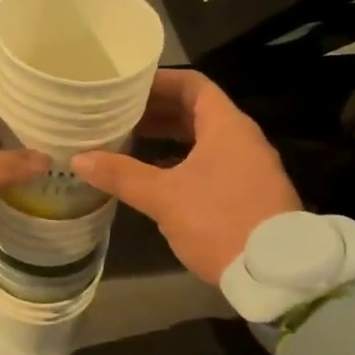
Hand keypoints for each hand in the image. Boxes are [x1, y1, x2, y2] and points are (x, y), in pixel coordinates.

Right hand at [72, 70, 299, 284]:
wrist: (275, 273)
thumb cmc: (219, 221)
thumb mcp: (164, 197)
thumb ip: (121, 175)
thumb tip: (79, 159)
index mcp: (226, 126)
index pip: (192, 84)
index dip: (158, 81)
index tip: (125, 87)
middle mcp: (241, 139)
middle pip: (195, 110)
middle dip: (156, 111)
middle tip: (118, 114)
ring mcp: (247, 166)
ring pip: (202, 139)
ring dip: (167, 137)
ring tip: (128, 141)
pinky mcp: (247, 193)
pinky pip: (209, 163)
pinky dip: (180, 161)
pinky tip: (153, 177)